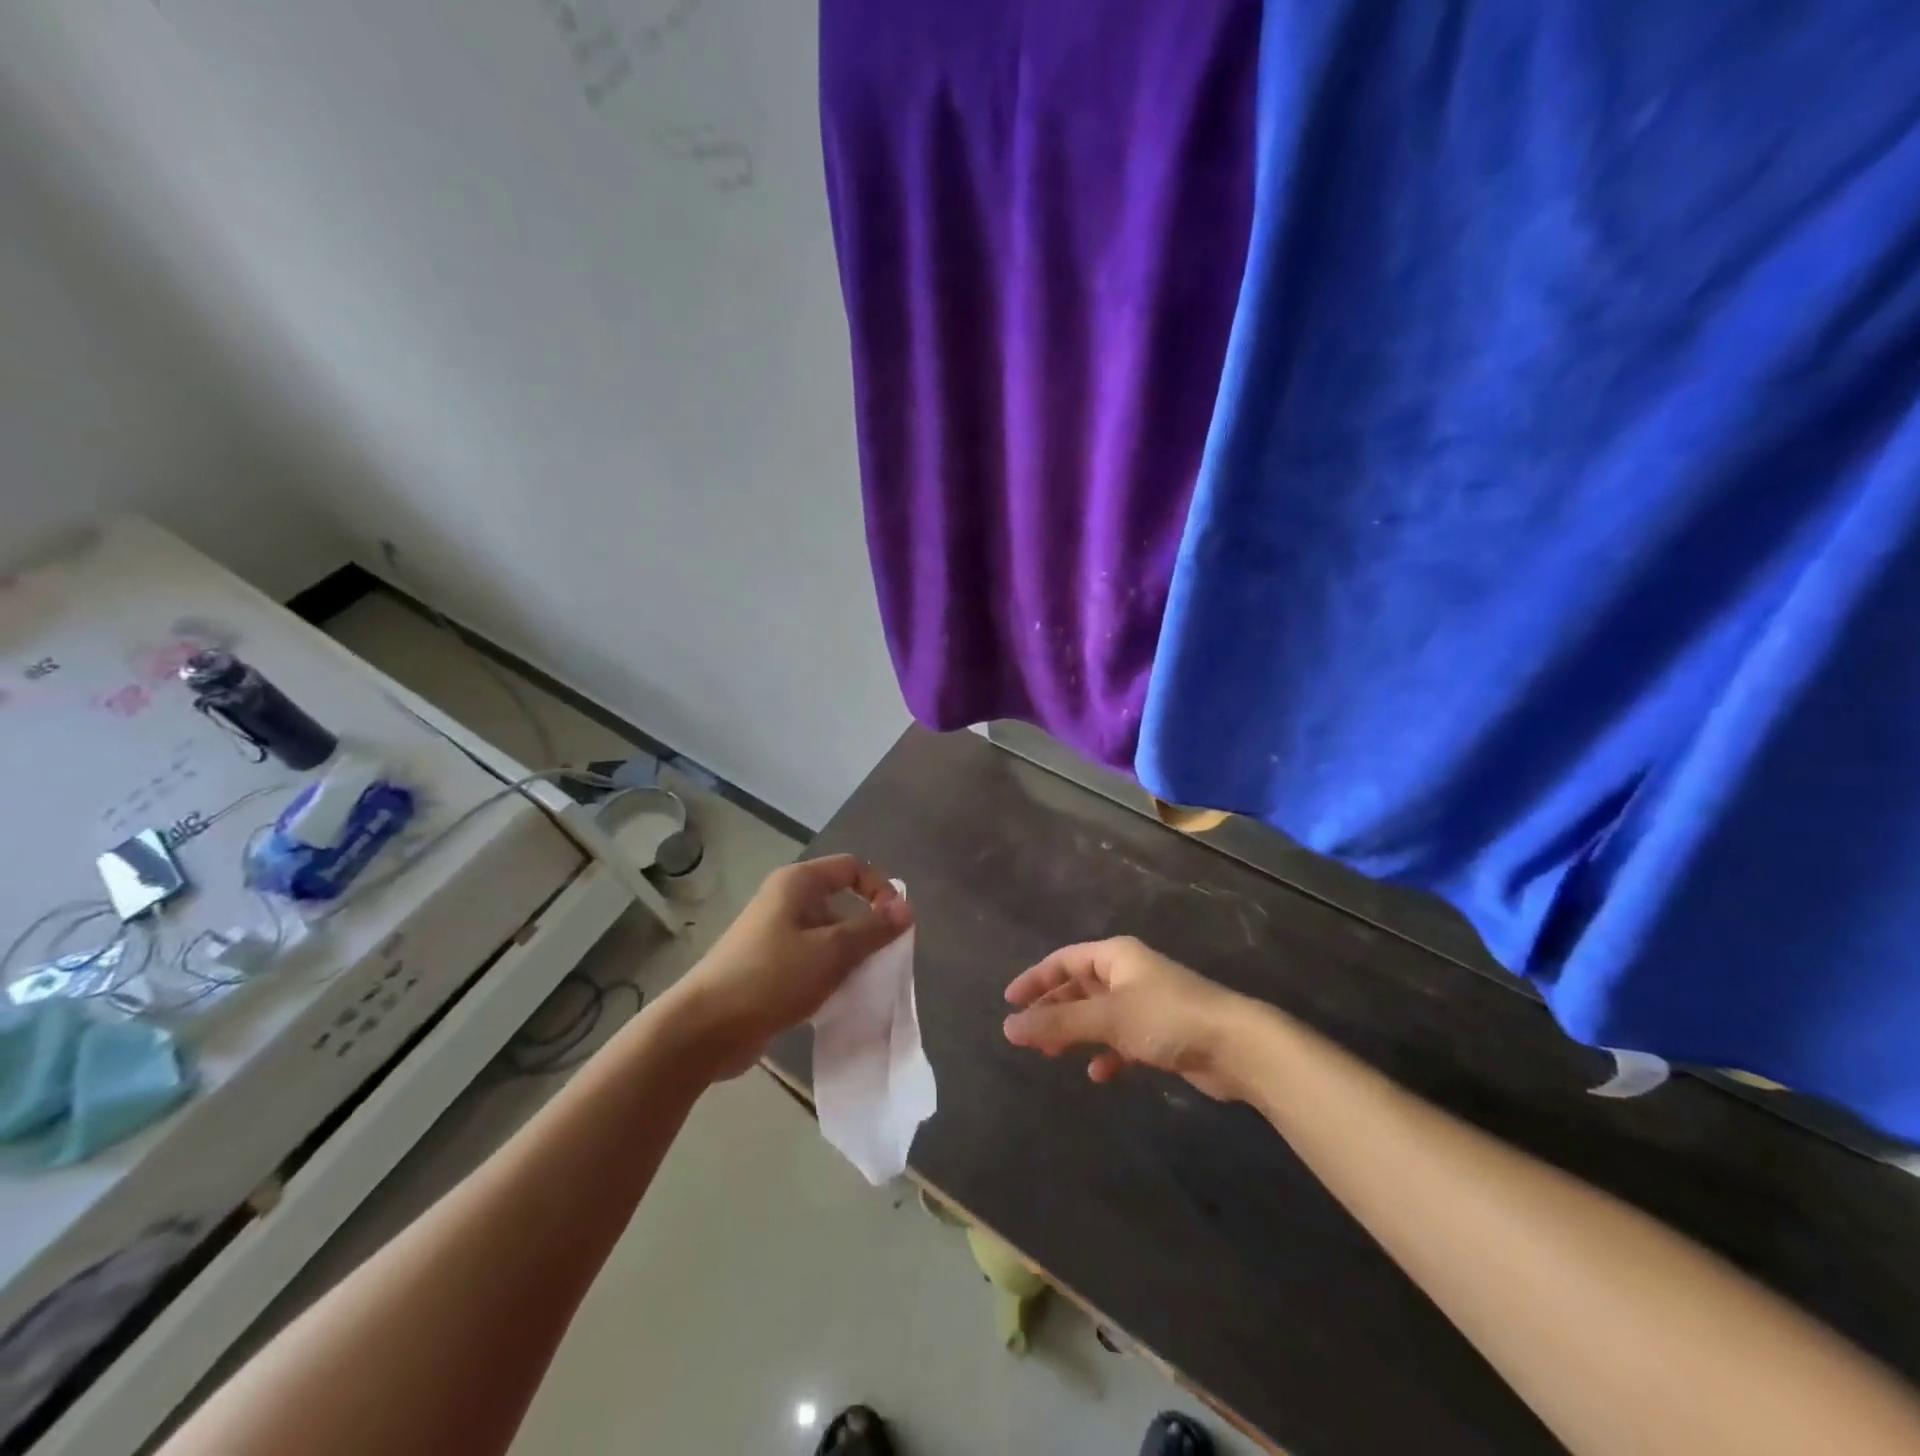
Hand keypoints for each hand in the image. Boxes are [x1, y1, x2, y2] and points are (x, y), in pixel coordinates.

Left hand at [662, 855, 911, 1077]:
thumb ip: (873, 929)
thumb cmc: (772, 977)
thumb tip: (907, 907)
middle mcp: (785, 901)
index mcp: (798, 883)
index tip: (895, 924)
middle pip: (841, 902)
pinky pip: (810, 961)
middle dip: (867, 929)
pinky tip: (837, 1001)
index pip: (852, 867)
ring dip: (849, 957)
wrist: (705, 1028)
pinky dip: (828, 975)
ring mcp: (774, 934)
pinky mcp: (768, 967)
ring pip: (827, 936)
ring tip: (862, 985)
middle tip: (883, 960)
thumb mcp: (832, 951)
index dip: (880, 888)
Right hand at [1002, 937, 1247, 1099]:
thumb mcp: (1107, 1018)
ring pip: (1098, 1015)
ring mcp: (1145, 1003)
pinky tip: (1099, 1073)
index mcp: (1115, 956)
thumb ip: (1058, 1023)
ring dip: (1076, 1033)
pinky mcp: (1161, 1033)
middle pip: (1080, 987)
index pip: (1064, 960)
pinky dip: (1107, 1053)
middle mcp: (1128, 974)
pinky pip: (1122, 1039)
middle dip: (1054, 1010)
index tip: (1009, 1002)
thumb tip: (1008, 1027)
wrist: (1236, 1046)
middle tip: (1028, 1035)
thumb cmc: (1167, 1018)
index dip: (1035, 979)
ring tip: (1052, 1055)